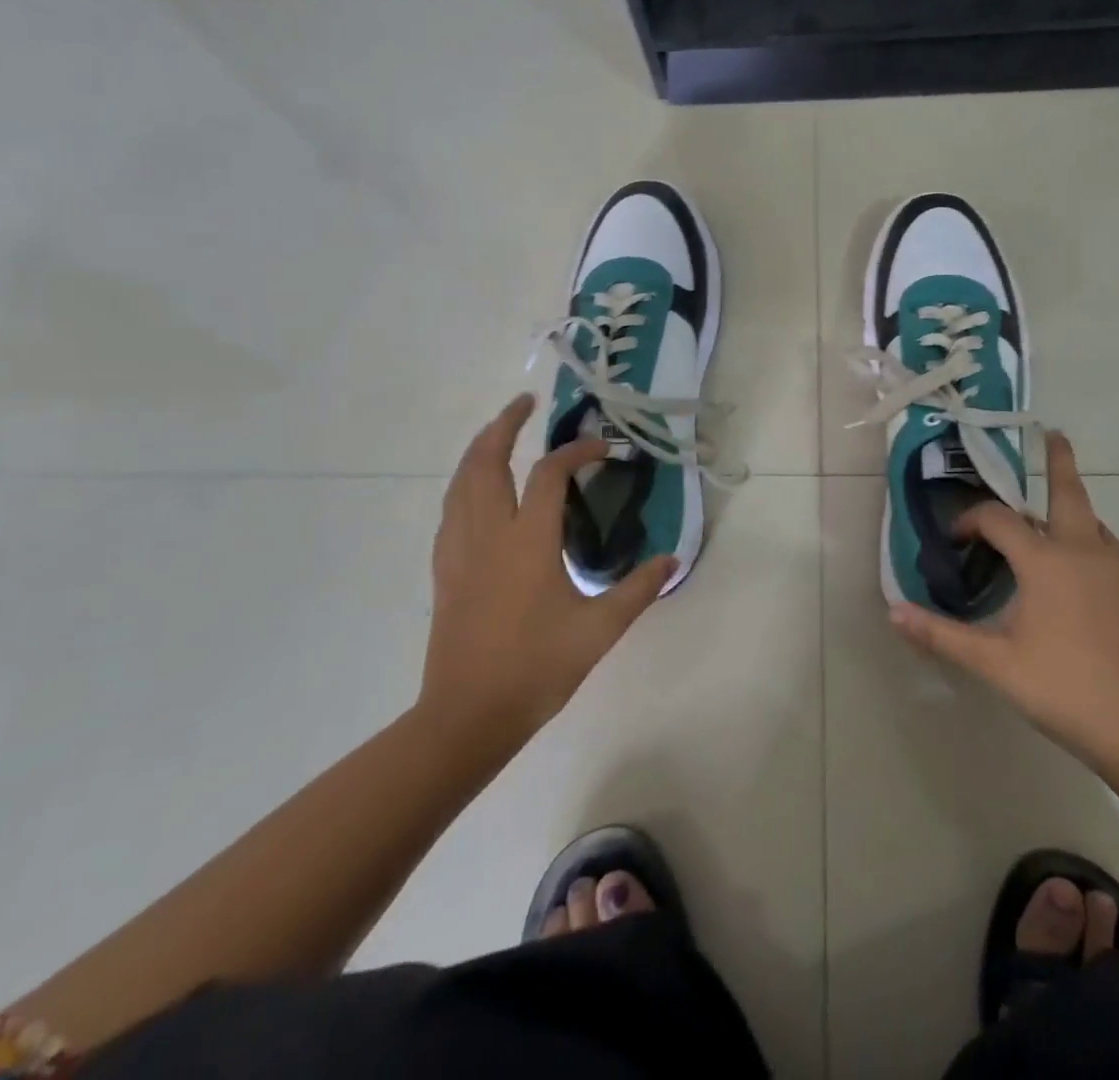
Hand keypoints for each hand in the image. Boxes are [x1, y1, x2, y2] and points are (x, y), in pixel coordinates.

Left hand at [419, 394, 677, 740]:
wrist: (467, 716)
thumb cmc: (536, 669)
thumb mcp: (599, 630)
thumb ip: (638, 589)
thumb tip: (673, 558)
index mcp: (527, 540)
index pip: (550, 474)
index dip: (577, 451)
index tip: (603, 448)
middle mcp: (488, 533)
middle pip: (487, 461)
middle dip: (504, 425)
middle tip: (525, 403)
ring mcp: (459, 550)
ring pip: (461, 482)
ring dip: (479, 449)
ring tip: (498, 434)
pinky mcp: (444, 570)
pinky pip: (451, 509)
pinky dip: (464, 483)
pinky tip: (476, 493)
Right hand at [889, 431, 1118, 774]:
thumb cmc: (1067, 692)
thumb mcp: (995, 665)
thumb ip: (942, 635)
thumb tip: (894, 611)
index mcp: (1047, 562)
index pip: (999, 519)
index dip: (971, 520)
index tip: (956, 538)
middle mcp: (1088, 553)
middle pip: (1069, 493)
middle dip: (1058, 461)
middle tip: (1054, 434)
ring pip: (1095, 528)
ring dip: (1071, 517)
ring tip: (1053, 530)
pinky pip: (1115, 562)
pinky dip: (1093, 557)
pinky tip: (1086, 593)